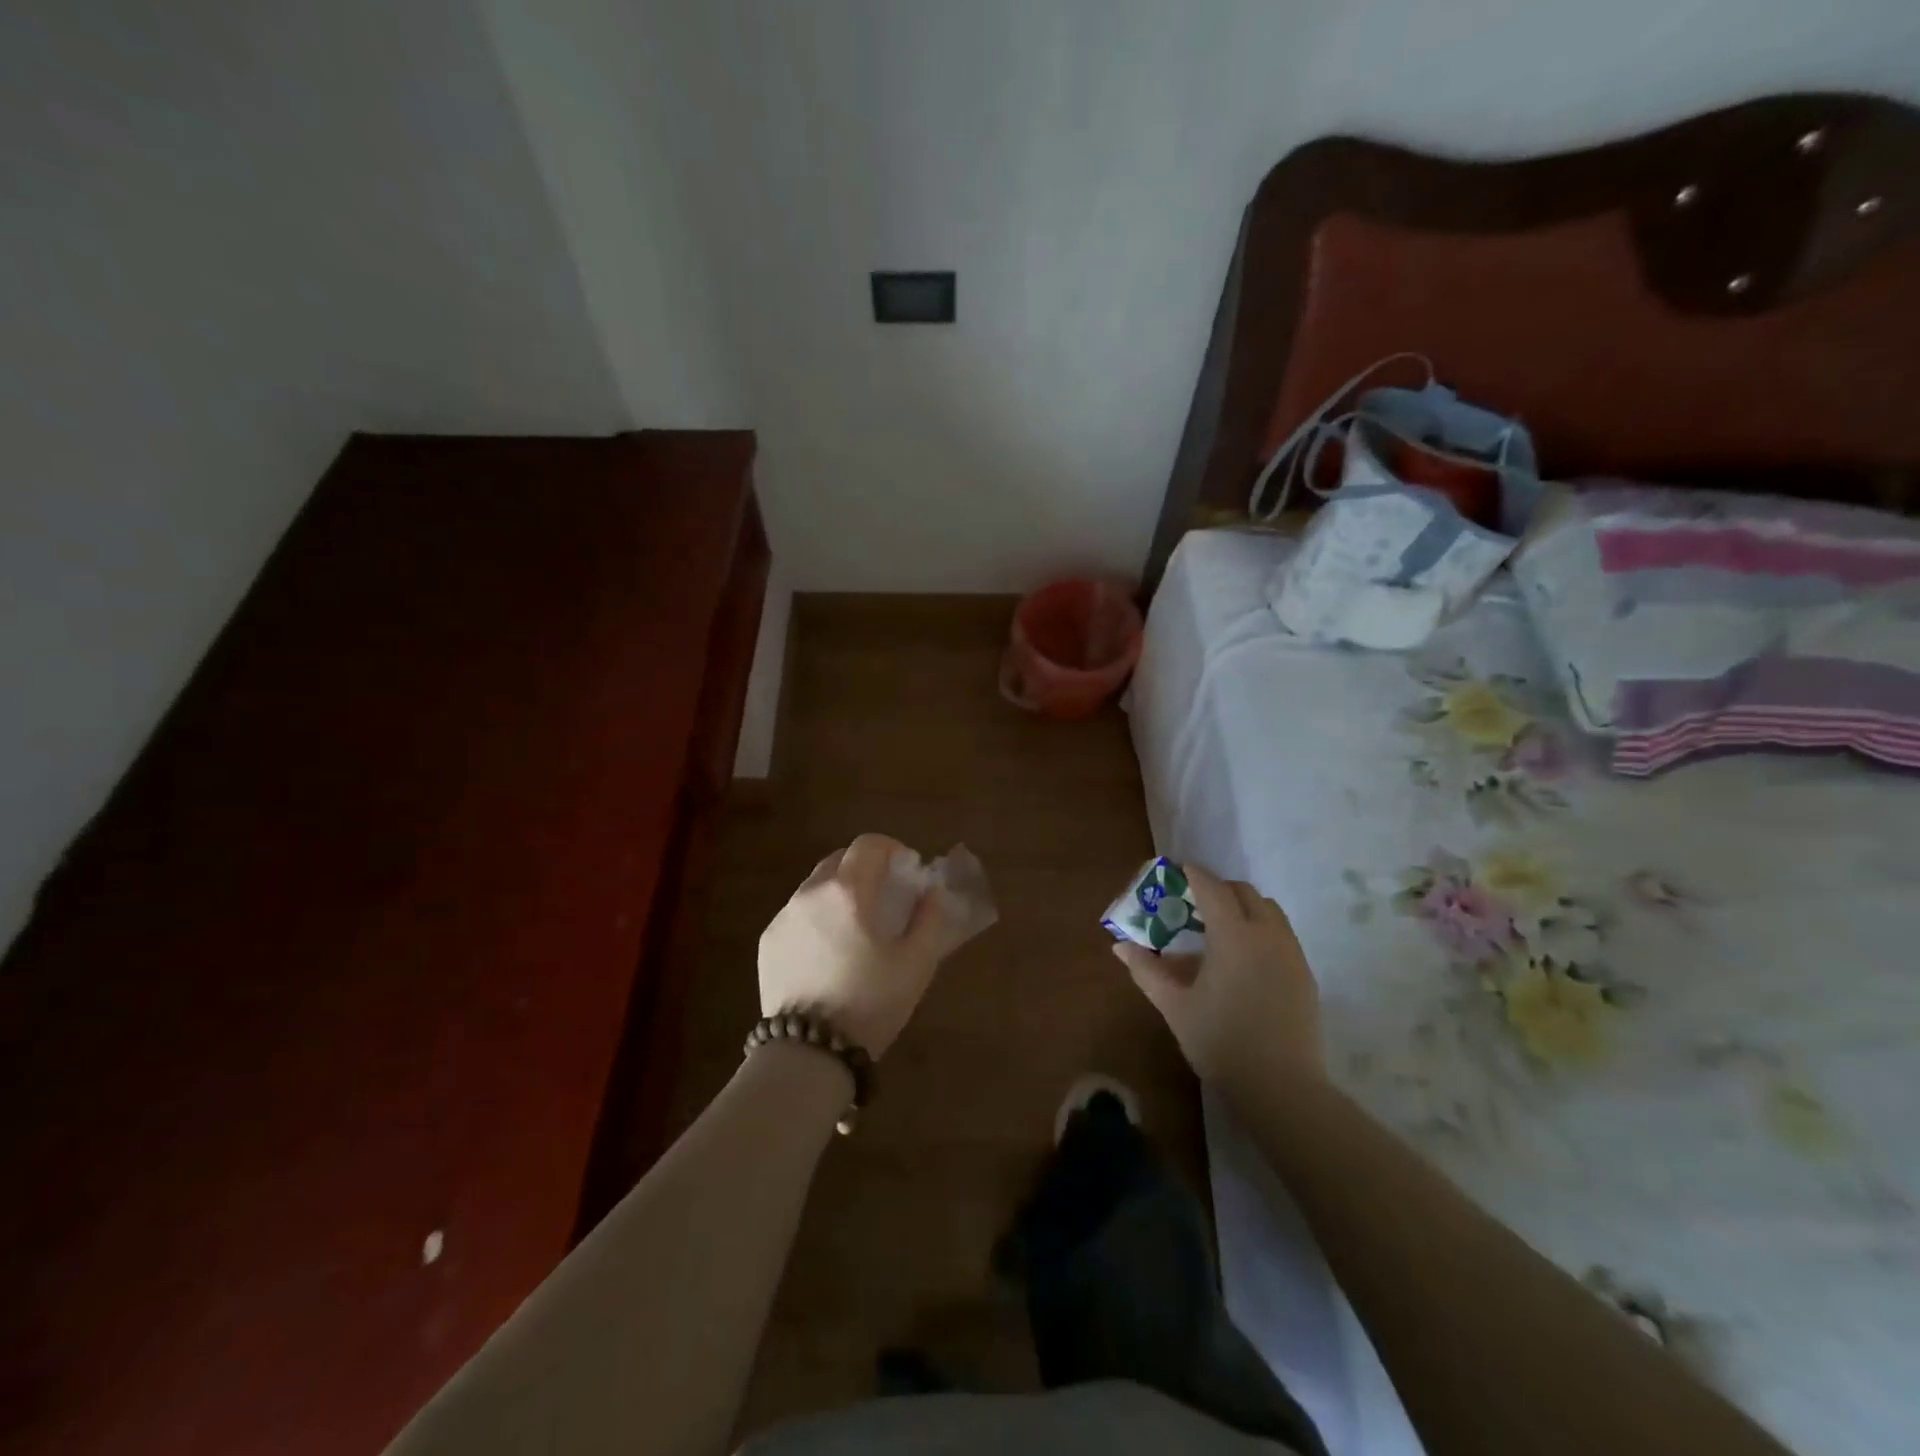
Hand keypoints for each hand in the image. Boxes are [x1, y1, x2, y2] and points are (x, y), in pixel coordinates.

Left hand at [758, 834, 971, 1058]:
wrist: (809, 1052)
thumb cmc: (870, 1003)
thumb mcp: (917, 963)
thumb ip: (930, 918)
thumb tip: (931, 892)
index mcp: (848, 891)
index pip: (869, 844)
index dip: (893, 849)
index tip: (907, 872)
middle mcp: (810, 893)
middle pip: (840, 860)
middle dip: (866, 869)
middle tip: (885, 898)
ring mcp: (783, 917)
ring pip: (816, 887)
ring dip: (840, 893)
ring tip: (856, 929)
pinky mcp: (768, 942)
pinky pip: (798, 915)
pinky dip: (818, 918)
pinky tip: (829, 954)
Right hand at [1114, 863, 1322, 1094]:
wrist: (1281, 1088)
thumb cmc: (1220, 1041)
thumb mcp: (1174, 1005)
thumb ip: (1146, 970)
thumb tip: (1120, 946)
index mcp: (1233, 935)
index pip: (1212, 888)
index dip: (1193, 874)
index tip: (1178, 870)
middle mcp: (1267, 934)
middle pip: (1244, 893)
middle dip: (1219, 889)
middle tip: (1194, 904)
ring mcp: (1291, 954)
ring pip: (1269, 911)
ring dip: (1244, 908)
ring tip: (1220, 931)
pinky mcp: (1305, 975)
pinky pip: (1282, 935)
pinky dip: (1261, 930)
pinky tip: (1244, 961)